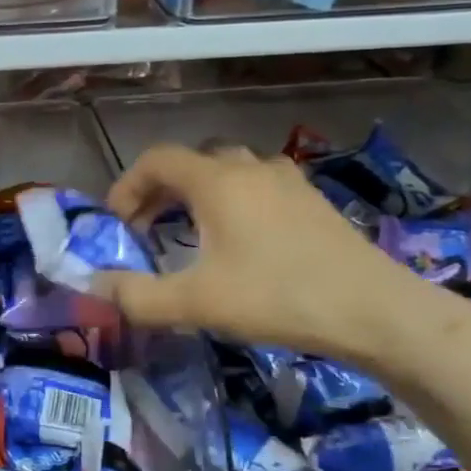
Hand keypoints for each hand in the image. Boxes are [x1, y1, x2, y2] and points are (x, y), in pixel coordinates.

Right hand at [91, 143, 437, 370]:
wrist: (375, 311)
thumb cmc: (278, 297)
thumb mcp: (197, 302)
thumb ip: (138, 296)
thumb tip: (95, 288)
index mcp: (217, 180)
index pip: (156, 159)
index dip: (127, 186)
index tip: (117, 223)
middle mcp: (249, 167)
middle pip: (190, 163)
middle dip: (159, 192)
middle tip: (146, 231)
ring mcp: (286, 181)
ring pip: (226, 172)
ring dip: (196, 196)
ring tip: (188, 235)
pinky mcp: (311, 202)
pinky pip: (256, 187)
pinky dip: (231, 203)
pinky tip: (240, 243)